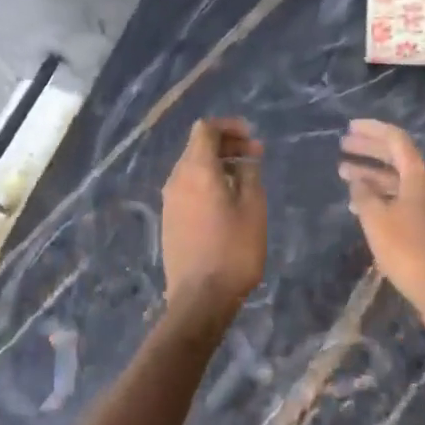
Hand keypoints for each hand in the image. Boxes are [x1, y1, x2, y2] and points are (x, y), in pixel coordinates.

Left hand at [161, 118, 267, 336]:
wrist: (200, 298)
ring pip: (192, 166)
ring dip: (217, 163)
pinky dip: (207, 181)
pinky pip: (188, 186)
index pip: (205, 129)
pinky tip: (227, 199)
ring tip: (245, 178)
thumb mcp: (253, 208)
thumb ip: (250, 174)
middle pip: (197, 146)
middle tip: (255, 156)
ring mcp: (169, 200)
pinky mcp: (169, 218)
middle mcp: (177, 179)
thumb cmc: (233, 250)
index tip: (251, 137)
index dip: (229, 127)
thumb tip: (247, 157)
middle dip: (226, 144)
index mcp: (197, 170)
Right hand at [339, 119, 424, 339]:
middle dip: (369, 151)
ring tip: (344, 175)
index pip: (396, 140)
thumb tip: (357, 180)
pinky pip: (403, 199)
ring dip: (372, 175)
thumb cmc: (407, 250)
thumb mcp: (376, 220)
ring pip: (398, 180)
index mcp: (420, 176)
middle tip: (343, 146)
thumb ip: (363, 194)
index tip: (349, 127)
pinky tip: (360, 205)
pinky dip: (382, 196)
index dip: (372, 130)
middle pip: (397, 158)